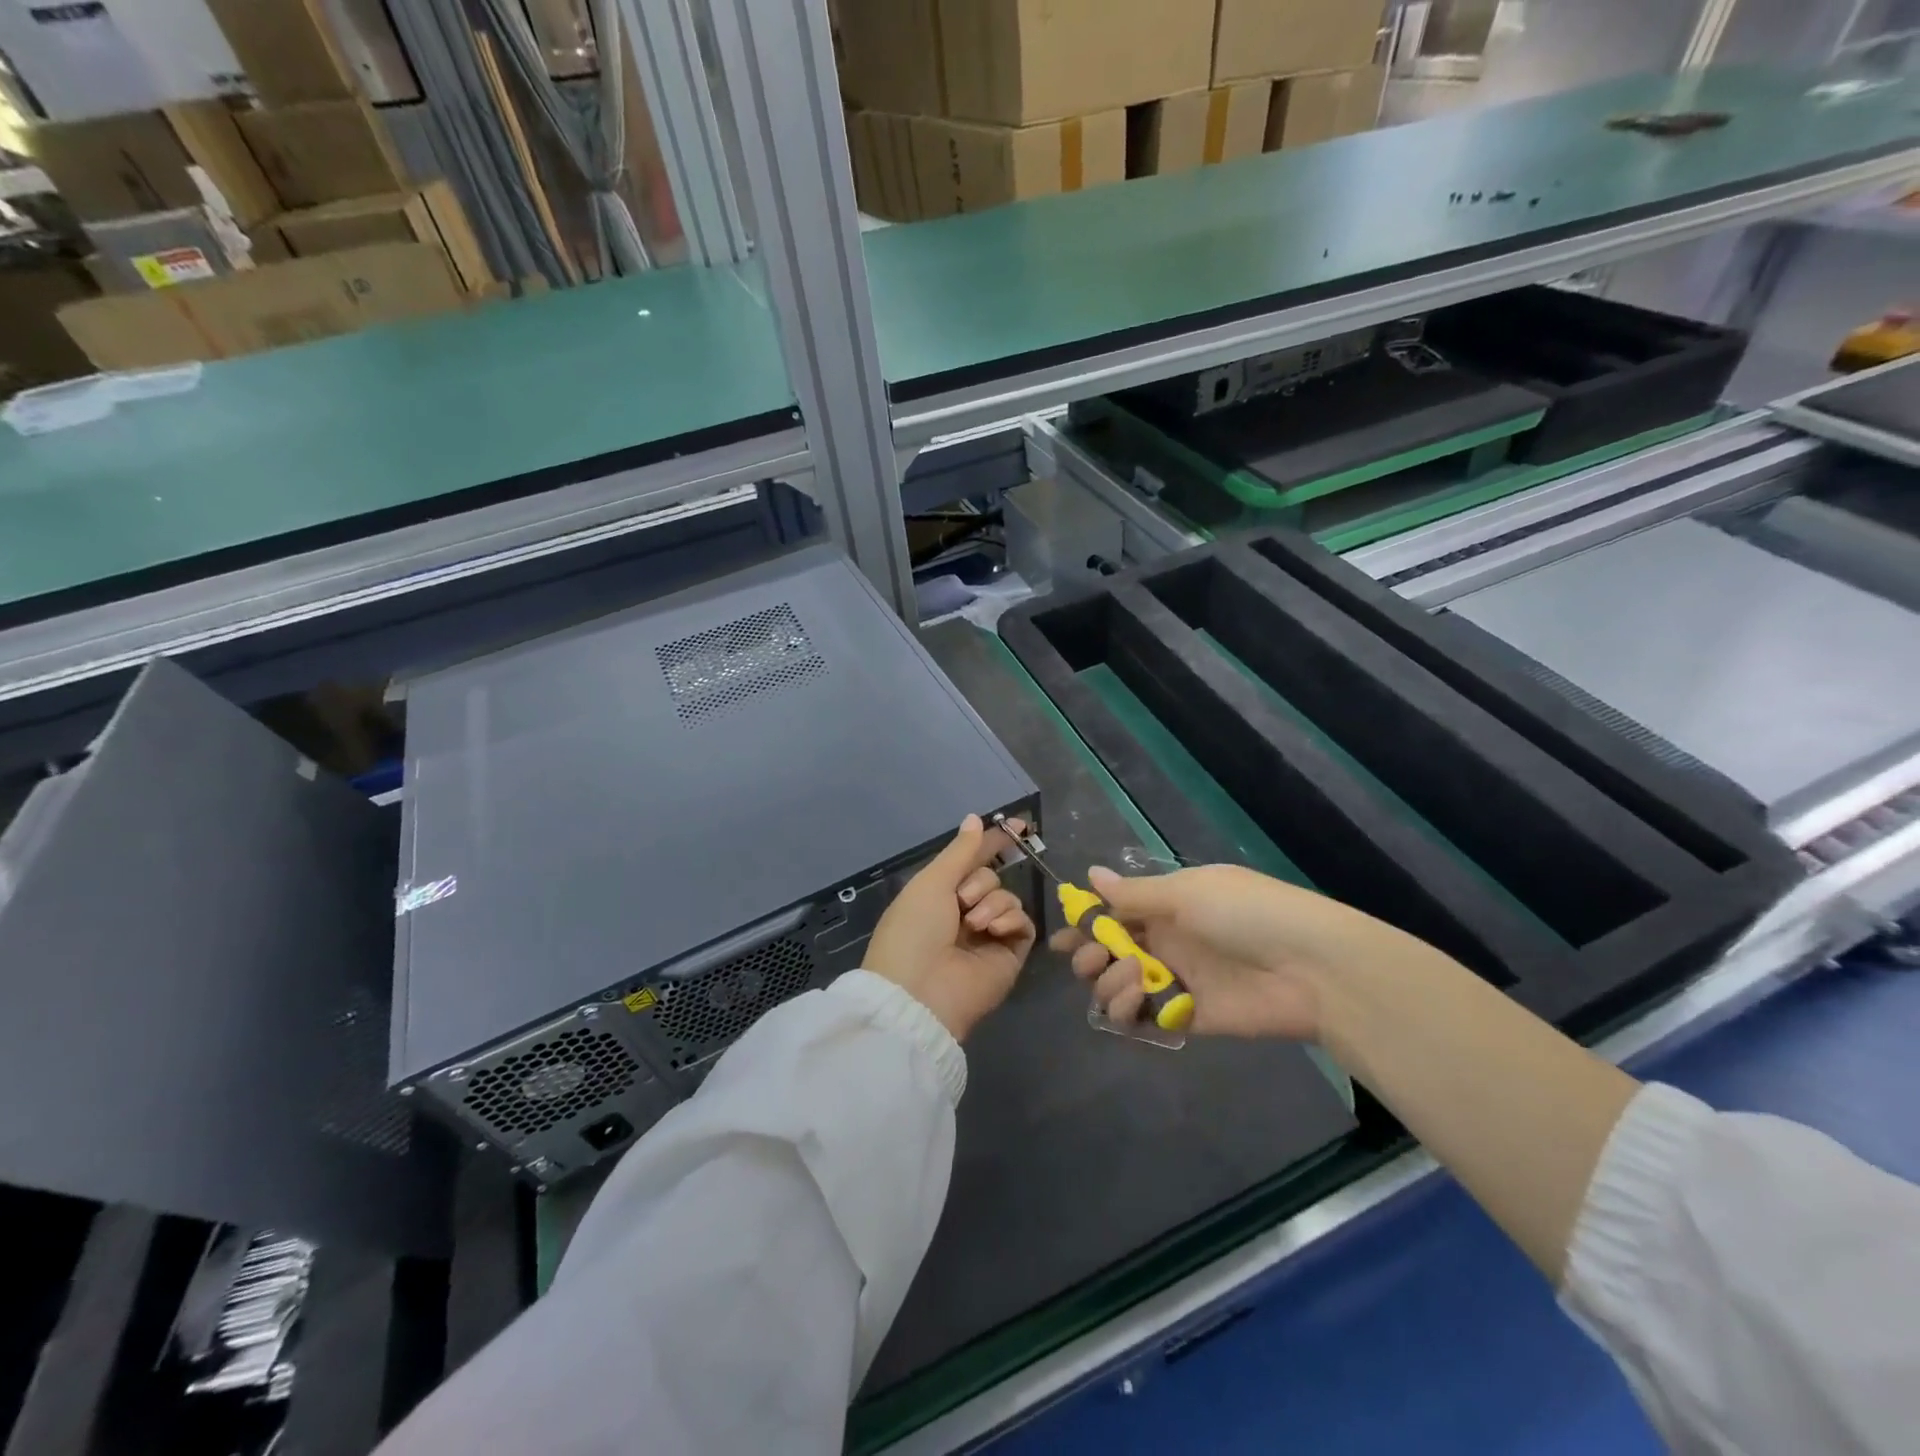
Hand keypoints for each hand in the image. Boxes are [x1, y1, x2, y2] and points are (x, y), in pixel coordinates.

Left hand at [865, 815, 1037, 1041]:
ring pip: (1008, 898)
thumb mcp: (931, 882)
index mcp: (938, 896)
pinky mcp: (1009, 955)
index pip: (972, 862)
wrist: (920, 992)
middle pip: (991, 878)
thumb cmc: (914, 930)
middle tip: (962, 901)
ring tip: (974, 924)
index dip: (992, 843)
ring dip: (992, 903)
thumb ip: (961, 851)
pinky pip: (1023, 923)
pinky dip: (1011, 920)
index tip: (1020, 825)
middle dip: (980, 883)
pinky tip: (994, 930)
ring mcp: (988, 936)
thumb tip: (976, 818)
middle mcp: (964, 914)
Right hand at [1052, 864, 1409, 1041]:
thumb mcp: (1187, 893)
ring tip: (1128, 978)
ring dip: (1109, 982)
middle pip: (1110, 952)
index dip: (1086, 923)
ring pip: (1120, 986)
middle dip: (1089, 955)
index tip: (1061, 935)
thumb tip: (1090, 875)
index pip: (1116, 913)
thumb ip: (1134, 894)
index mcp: (1167, 905)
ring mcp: (1176, 981)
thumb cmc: (1246, 914)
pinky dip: (1128, 1013)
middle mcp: (1166, 942)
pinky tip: (1133, 1003)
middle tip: (1088, 958)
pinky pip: (1145, 1018)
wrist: (1310, 968)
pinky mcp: (1188, 1018)